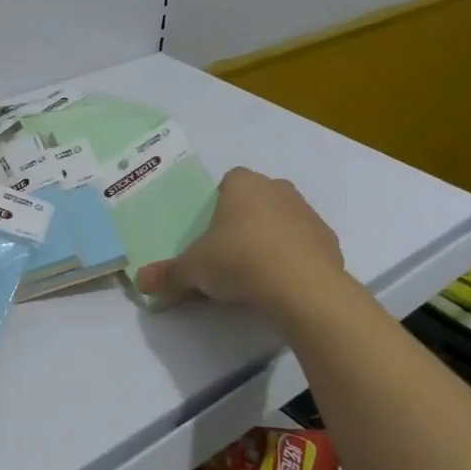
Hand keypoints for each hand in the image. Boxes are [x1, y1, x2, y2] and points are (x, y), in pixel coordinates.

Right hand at [135, 168, 346, 323]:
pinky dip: (294, 259)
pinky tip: (281, 284)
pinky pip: (305, 245)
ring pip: (283, 220)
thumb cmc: (239, 261)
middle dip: (245, 220)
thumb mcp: (194, 270)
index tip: (211, 232)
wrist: (303, 287)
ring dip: (271, 238)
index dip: (219, 204)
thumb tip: (140, 282)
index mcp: (243, 184)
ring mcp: (308, 213)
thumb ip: (168, 274)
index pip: (229, 182)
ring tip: (255, 274)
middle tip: (229, 253)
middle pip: (257, 199)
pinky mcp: (330, 241)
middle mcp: (278, 189)